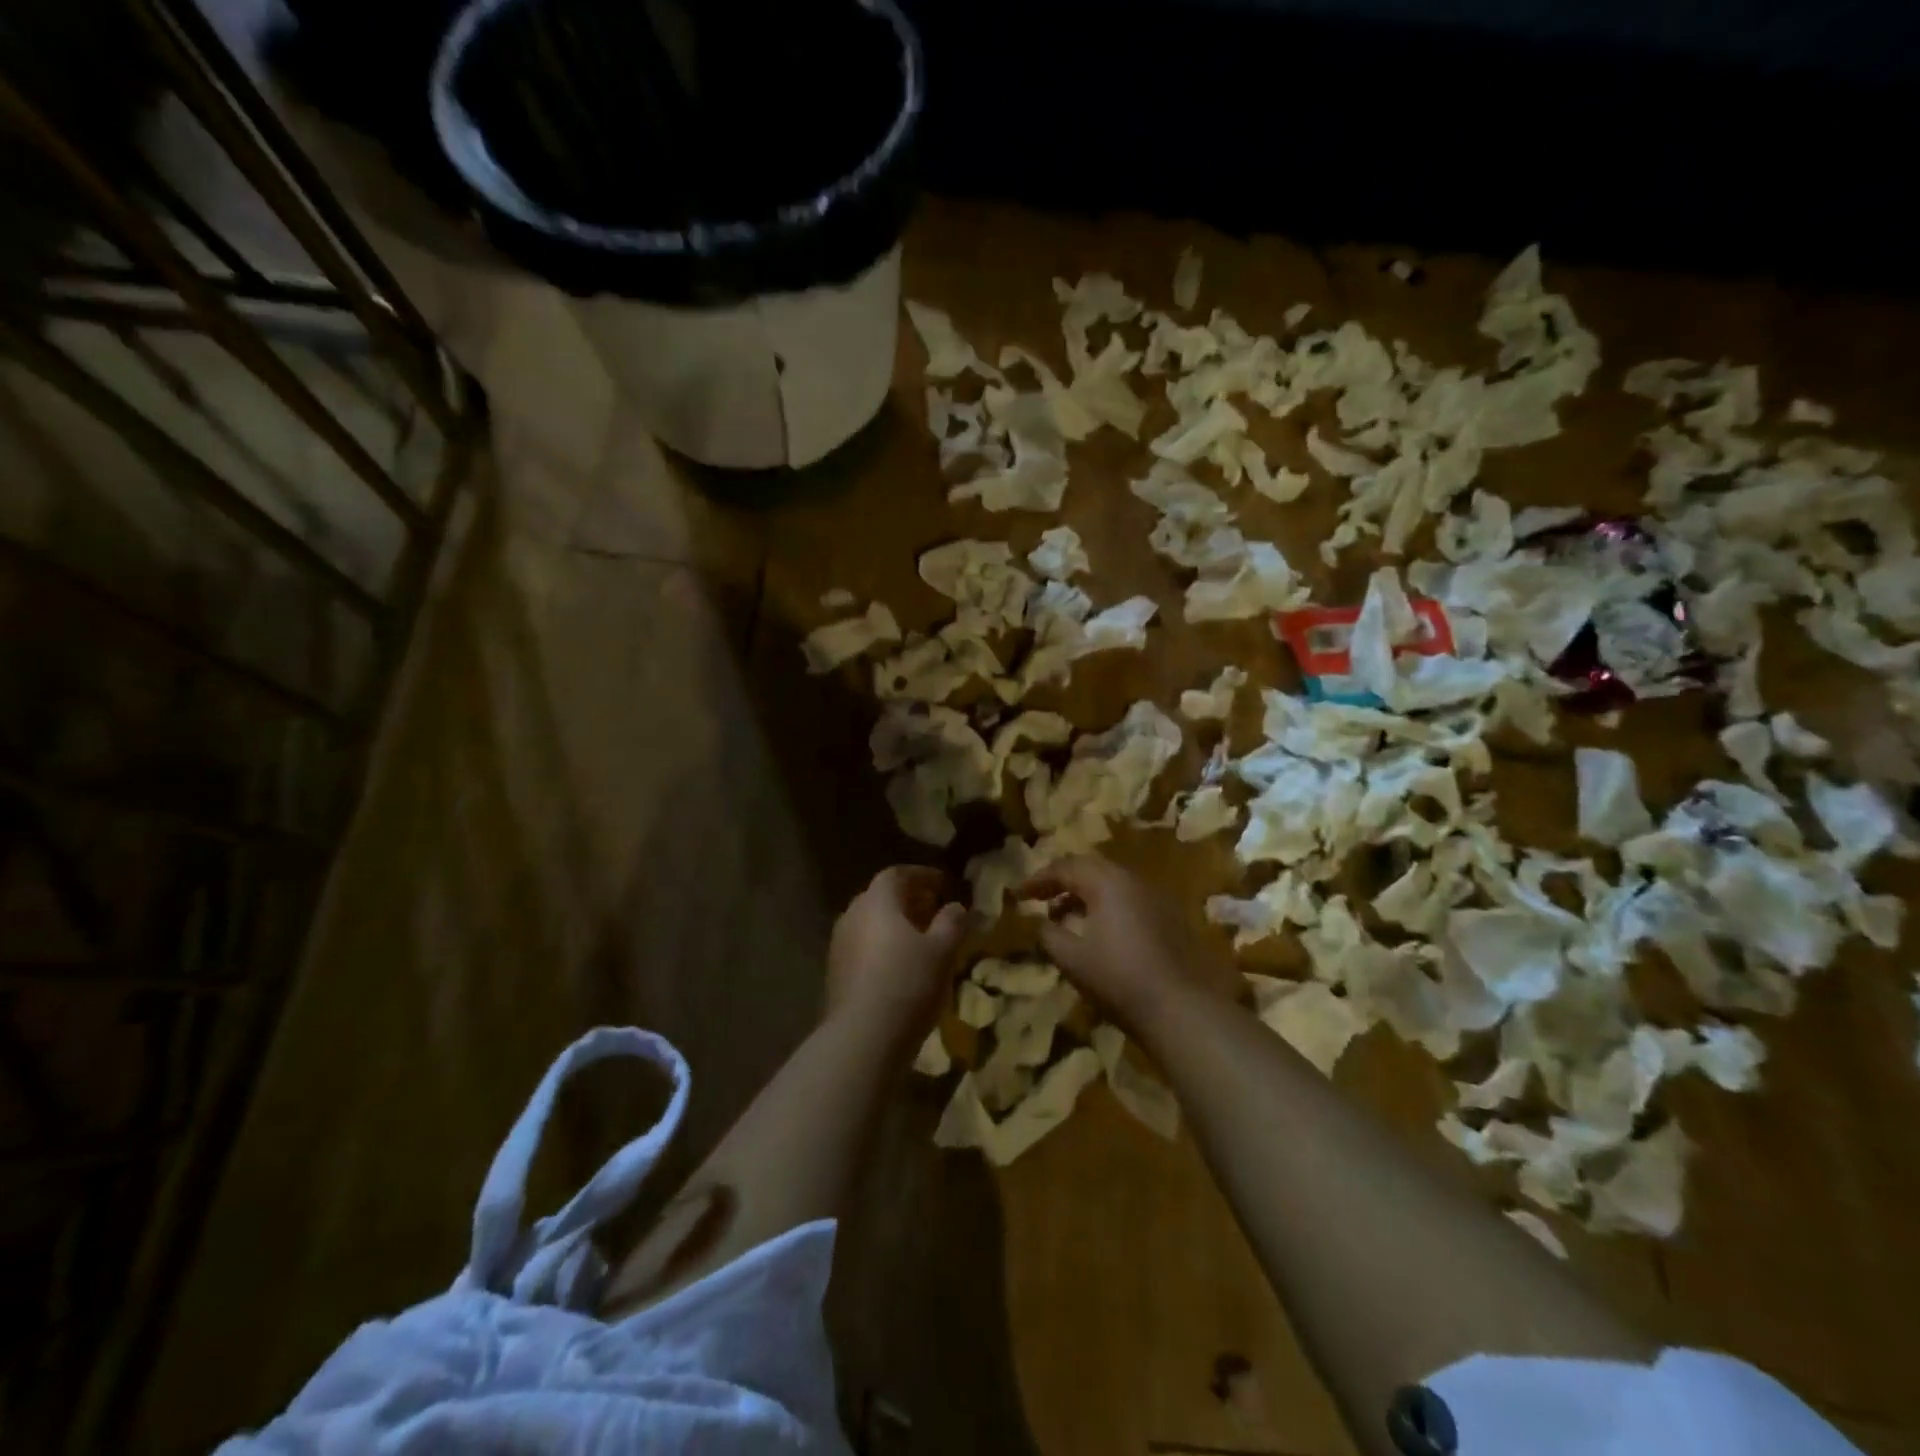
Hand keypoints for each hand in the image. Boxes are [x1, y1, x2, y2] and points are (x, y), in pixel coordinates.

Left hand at [827, 866, 968, 1042]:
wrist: (863, 1037)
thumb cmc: (908, 982)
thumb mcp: (943, 950)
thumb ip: (952, 922)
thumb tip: (956, 907)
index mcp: (877, 901)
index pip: (897, 874)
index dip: (922, 875)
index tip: (943, 884)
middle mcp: (852, 915)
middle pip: (881, 897)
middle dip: (909, 900)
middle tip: (935, 910)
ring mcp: (839, 945)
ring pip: (871, 924)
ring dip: (895, 925)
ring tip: (922, 940)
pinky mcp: (836, 973)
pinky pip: (863, 947)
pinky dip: (883, 947)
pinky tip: (901, 966)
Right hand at [1015, 855, 1233, 1032]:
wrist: (1180, 1007)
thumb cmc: (1118, 978)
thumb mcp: (1071, 958)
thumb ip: (1048, 934)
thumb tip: (1039, 922)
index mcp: (1106, 882)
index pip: (1064, 867)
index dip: (1037, 879)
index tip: (1017, 894)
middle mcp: (1131, 880)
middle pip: (1089, 868)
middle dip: (1061, 881)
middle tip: (1039, 897)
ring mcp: (1153, 897)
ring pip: (1110, 883)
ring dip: (1083, 894)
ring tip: (1062, 917)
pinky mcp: (1167, 916)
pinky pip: (1126, 898)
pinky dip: (1104, 905)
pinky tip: (1095, 930)